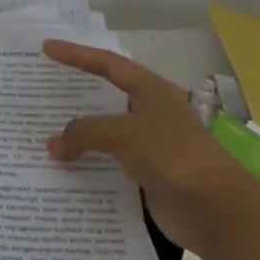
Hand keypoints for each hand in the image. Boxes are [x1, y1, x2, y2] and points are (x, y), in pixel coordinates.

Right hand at [41, 39, 246, 254]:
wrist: (216, 211)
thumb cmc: (172, 155)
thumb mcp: (123, 134)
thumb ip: (84, 133)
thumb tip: (53, 145)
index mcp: (151, 90)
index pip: (108, 64)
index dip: (76, 54)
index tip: (47, 48)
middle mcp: (150, 112)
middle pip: (106, 96)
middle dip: (76, 94)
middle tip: (43, 89)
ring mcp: (150, 144)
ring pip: (105, 132)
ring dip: (79, 133)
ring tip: (45, 131)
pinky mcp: (147, 174)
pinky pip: (109, 161)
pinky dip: (88, 162)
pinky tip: (66, 167)